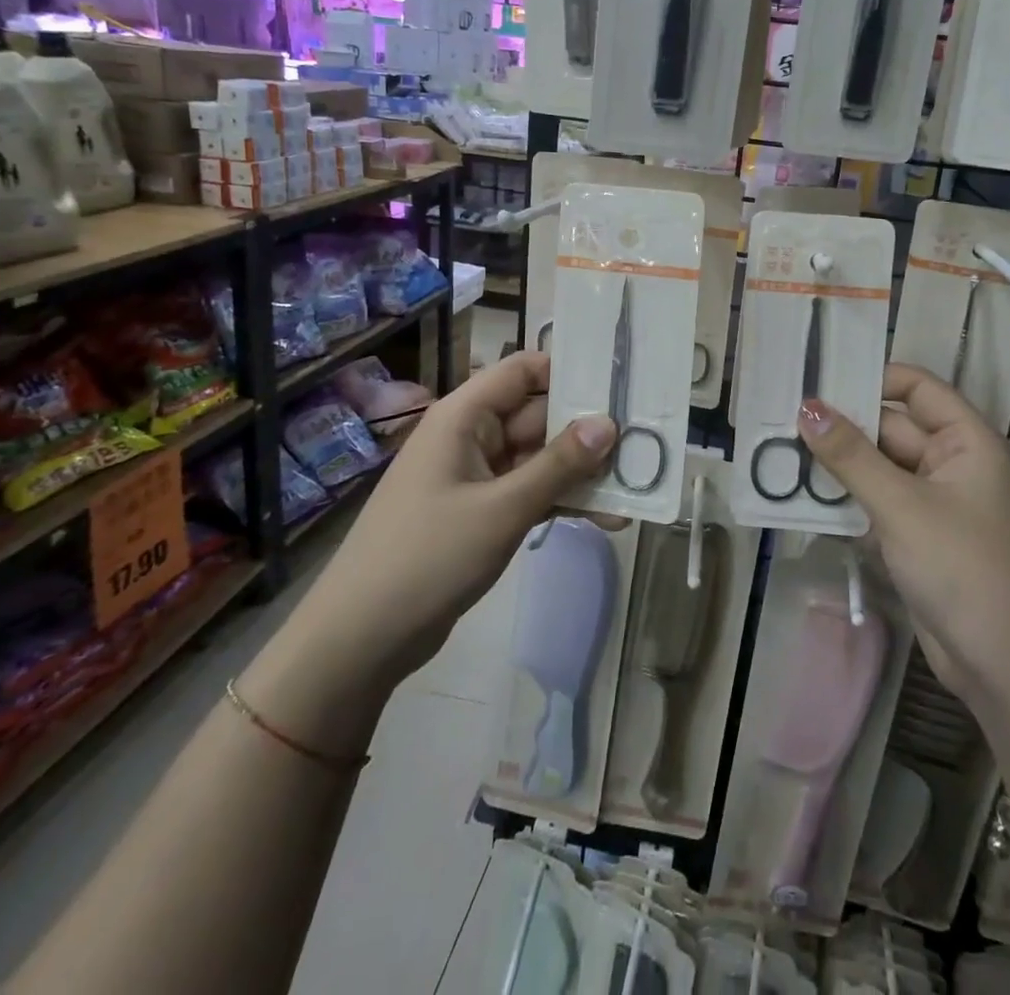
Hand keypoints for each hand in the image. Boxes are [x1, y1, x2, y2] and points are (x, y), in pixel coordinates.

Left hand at [330, 352, 614, 682]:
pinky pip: (530, 492)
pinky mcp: (481, 513)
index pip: (523, 371)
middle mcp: (471, 437)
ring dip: (582, 472)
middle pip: (538, 416)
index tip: (620, 383)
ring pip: (539, 458)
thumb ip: (559, 465)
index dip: (569, 371)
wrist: (362, 638)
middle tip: (647, 439)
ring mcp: (476, 477)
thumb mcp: (502, 508)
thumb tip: (609, 423)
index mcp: (464, 416)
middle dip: (588, 430)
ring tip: (637, 483)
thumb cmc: (428, 556)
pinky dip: (562, 501)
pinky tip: (608, 518)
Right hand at [796, 364, 1009, 716]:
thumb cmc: (966, 569)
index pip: (917, 388)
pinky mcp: (917, 540)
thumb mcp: (903, 506)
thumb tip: (807, 407)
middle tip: (781, 416)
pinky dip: (845, 500)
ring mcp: (934, 504)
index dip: (873, 376)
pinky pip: (877, 505)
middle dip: (842, 425)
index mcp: (967, 442)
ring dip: (837, 465)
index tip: (819, 377)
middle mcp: (952, 464)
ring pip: (878, 469)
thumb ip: (851, 456)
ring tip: (777, 450)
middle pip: (891, 429)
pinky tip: (798, 496)